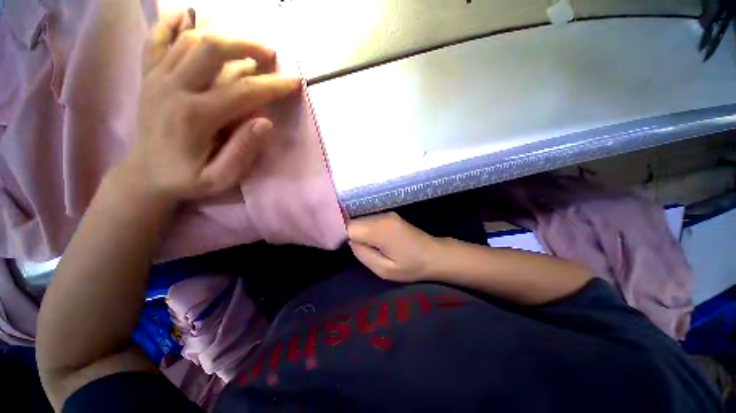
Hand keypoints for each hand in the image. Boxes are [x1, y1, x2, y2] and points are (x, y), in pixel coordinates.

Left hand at [121, 11, 300, 203]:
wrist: (144, 175)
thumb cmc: (186, 179)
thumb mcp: (220, 178)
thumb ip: (242, 151)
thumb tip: (266, 122)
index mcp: (195, 116)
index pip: (243, 91)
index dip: (273, 85)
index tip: (295, 81)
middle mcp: (173, 88)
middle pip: (212, 49)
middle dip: (246, 45)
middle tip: (270, 52)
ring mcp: (157, 78)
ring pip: (189, 39)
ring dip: (221, 33)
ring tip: (245, 41)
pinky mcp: (148, 76)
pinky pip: (157, 39)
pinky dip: (171, 23)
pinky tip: (186, 15)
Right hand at [347, 212, 441, 281]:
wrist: (435, 254)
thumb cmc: (411, 266)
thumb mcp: (384, 270)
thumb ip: (363, 254)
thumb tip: (351, 241)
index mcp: (379, 229)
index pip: (349, 226)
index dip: (341, 234)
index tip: (339, 245)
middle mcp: (381, 216)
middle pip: (354, 220)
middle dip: (349, 232)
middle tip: (352, 248)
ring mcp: (387, 213)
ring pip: (361, 219)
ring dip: (358, 230)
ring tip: (363, 244)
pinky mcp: (390, 214)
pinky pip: (370, 219)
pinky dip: (366, 227)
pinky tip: (371, 238)